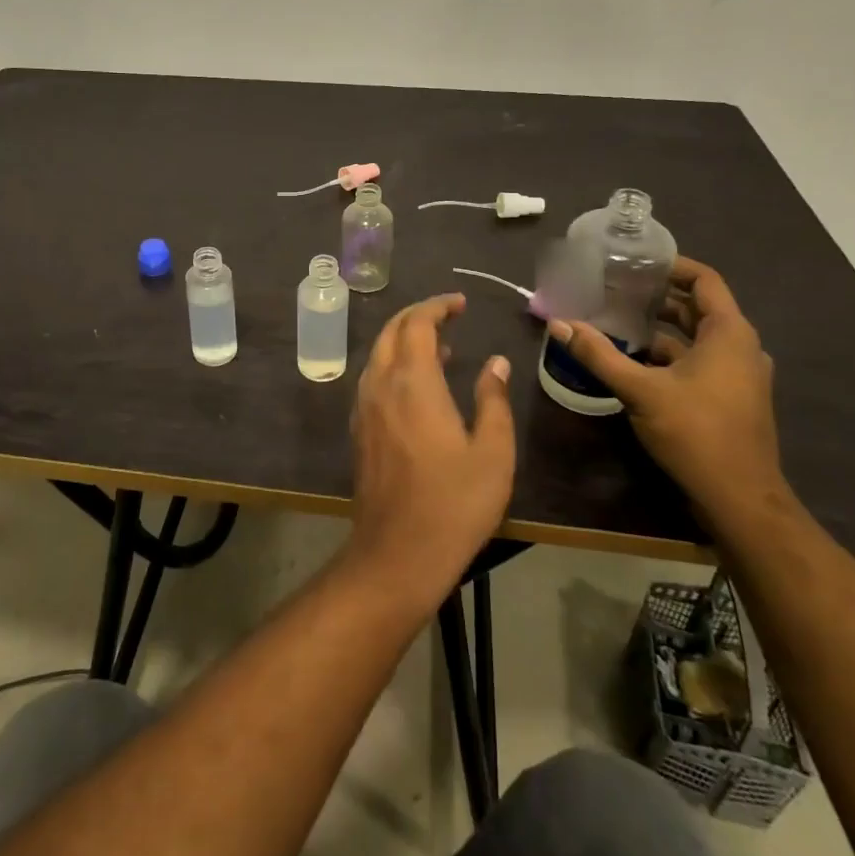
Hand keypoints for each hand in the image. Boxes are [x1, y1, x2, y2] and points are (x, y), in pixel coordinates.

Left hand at [343, 294, 515, 609]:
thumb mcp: (493, 452)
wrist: (398, 552)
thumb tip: (496, 363)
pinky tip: (417, 385)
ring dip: (404, 340)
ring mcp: (364, 408)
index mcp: (412, 383)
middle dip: (418, 316)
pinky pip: (372, 379)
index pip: (417, 324)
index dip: (438, 306)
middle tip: (449, 316)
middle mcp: (380, 385)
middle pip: (391, 332)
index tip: (461, 304)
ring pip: (378, 355)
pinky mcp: (359, 429)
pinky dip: (393, 365)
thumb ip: (493, 399)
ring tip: (441, 348)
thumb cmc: (454, 502)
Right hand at [548, 256, 784, 522]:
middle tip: (613, 289)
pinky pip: (697, 361)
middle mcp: (740, 347)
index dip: (671, 266)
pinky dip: (667, 355)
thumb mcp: (641, 391)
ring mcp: (737, 375)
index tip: (634, 262)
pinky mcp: (729, 397)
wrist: (739, 498)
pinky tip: (631, 361)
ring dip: (658, 329)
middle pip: (697, 308)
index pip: (704, 280)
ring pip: (695, 338)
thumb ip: (599, 355)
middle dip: (656, 297)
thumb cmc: (696, 433)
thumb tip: (559, 324)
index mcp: (729, 334)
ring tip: (614, 322)